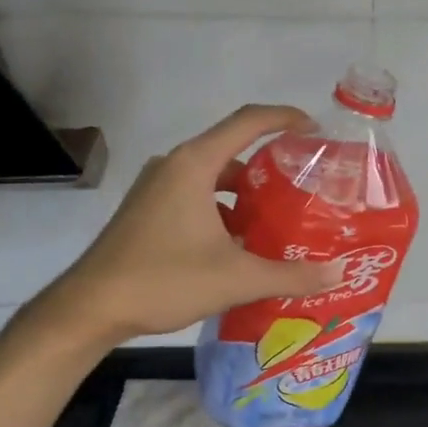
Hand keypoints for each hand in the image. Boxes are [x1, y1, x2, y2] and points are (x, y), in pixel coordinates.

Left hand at [14, 105, 345, 345]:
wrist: (90, 308)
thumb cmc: (163, 280)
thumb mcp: (236, 279)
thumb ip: (291, 275)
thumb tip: (337, 274)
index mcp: (194, 165)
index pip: (248, 122)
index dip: (285, 118)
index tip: (315, 131)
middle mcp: (174, 166)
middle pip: (232, 150)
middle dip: (271, 166)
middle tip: (305, 188)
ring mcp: (156, 187)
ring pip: (213, 177)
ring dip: (246, 194)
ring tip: (279, 220)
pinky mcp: (147, 209)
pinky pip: (195, 195)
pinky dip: (222, 209)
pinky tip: (240, 244)